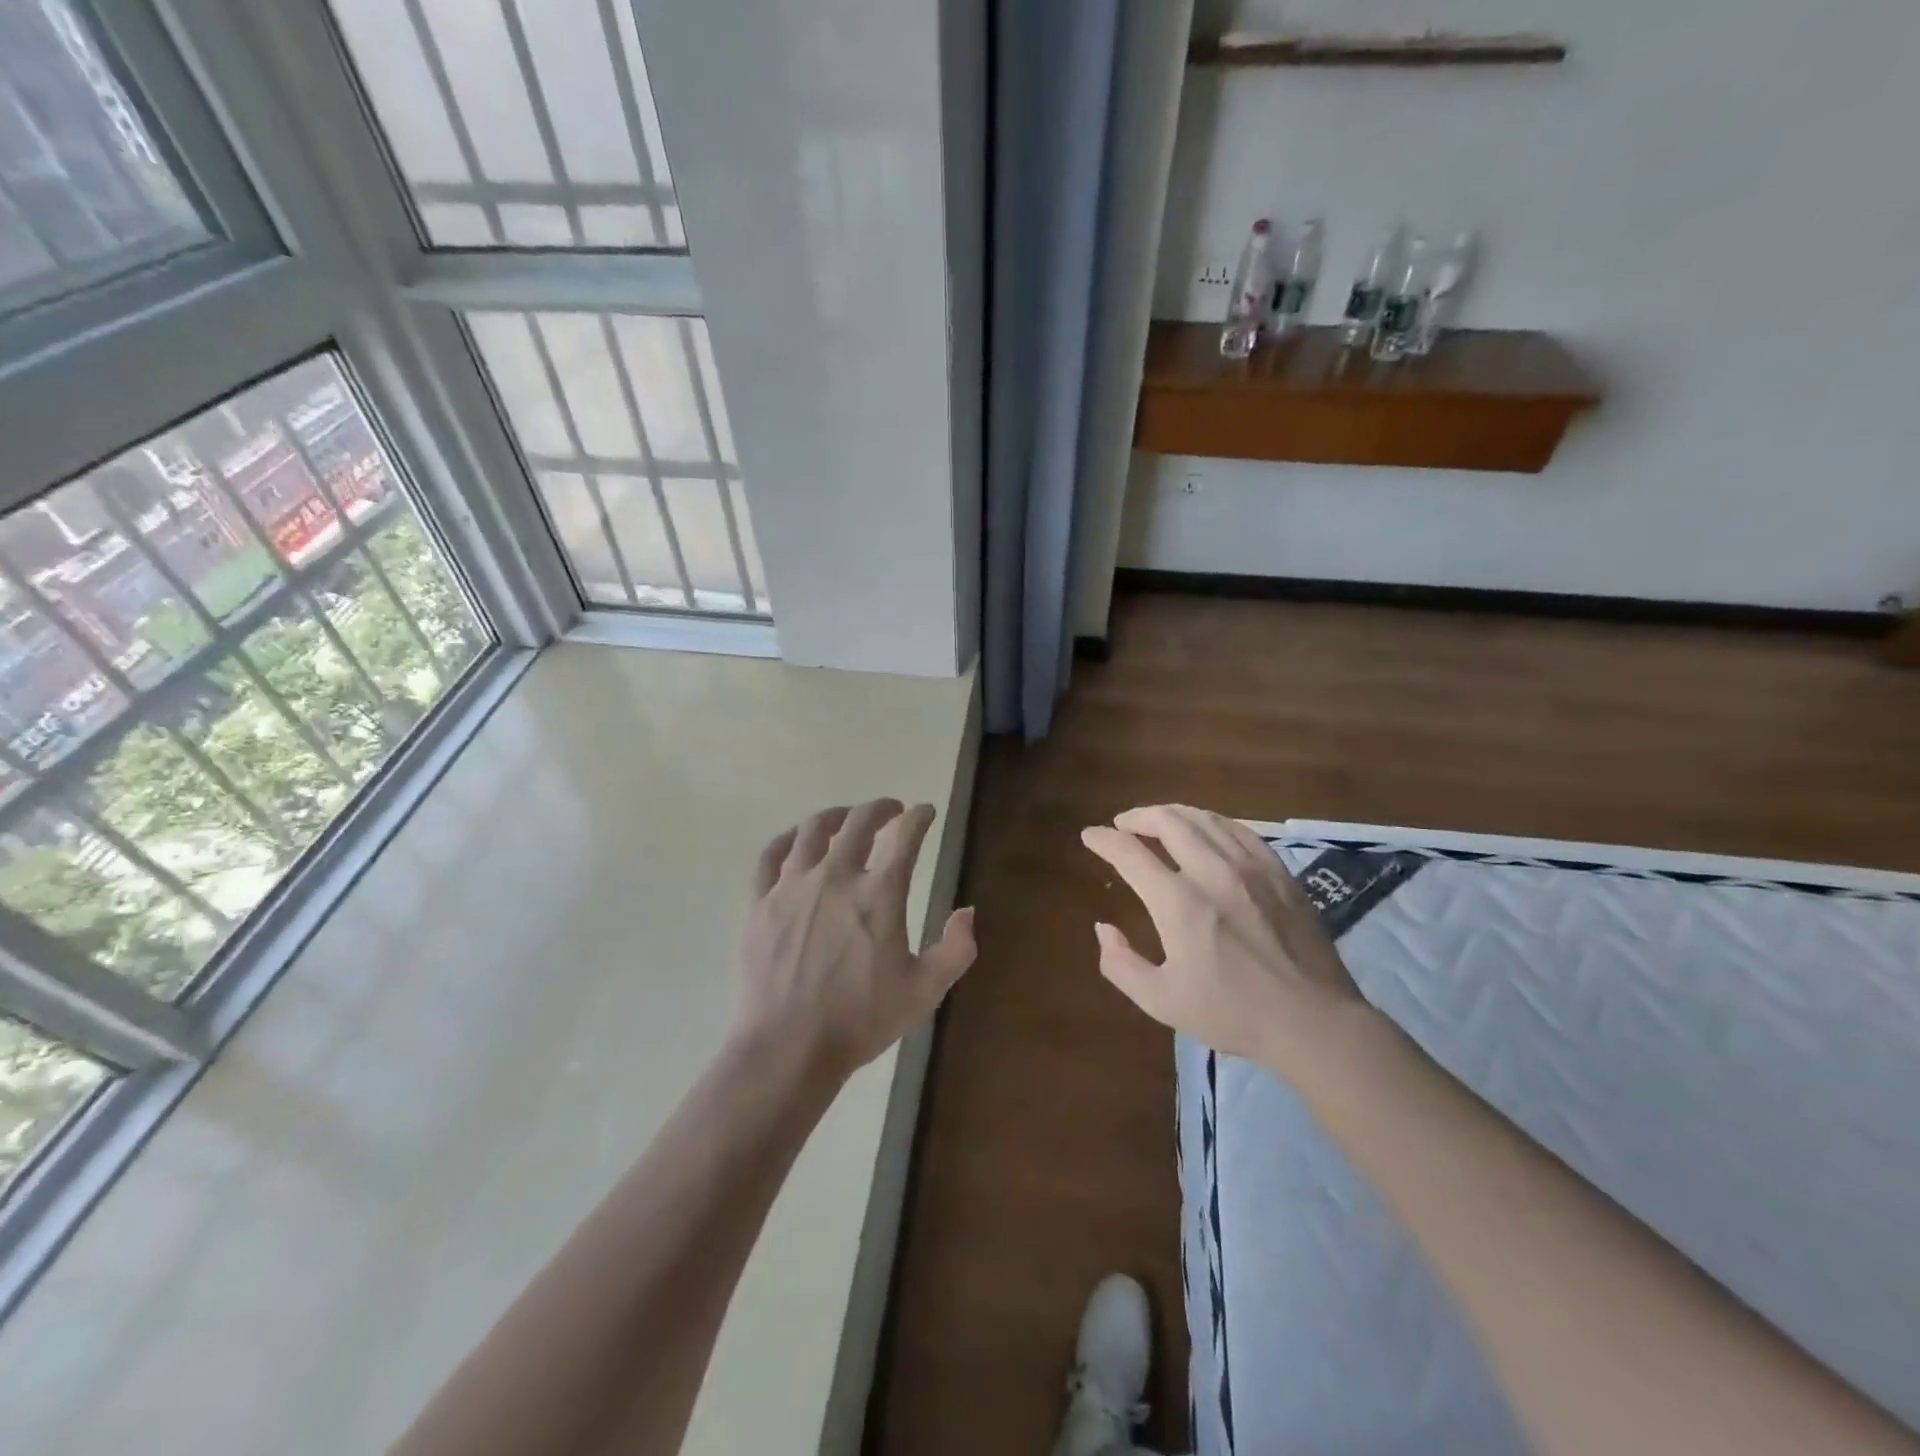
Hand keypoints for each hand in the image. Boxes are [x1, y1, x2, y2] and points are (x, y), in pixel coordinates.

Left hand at [737, 799, 975, 1083]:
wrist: (787, 1049)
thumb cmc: (860, 1020)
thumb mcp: (924, 991)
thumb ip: (956, 949)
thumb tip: (967, 911)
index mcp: (878, 894)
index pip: (905, 837)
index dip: (919, 818)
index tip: (925, 812)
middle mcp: (835, 877)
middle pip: (858, 822)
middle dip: (880, 808)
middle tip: (891, 811)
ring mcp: (792, 887)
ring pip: (813, 830)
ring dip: (836, 816)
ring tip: (846, 819)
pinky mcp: (760, 903)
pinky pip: (771, 856)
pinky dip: (789, 839)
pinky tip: (797, 841)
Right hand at [1081, 804, 1370, 1081]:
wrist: (1313, 1021)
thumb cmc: (1233, 1014)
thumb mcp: (1162, 1001)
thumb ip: (1120, 963)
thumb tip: (1103, 928)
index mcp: (1178, 903)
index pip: (1130, 853)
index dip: (1104, 840)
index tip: (1090, 836)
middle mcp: (1212, 872)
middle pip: (1168, 822)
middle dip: (1138, 817)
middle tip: (1124, 824)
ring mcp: (1250, 867)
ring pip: (1204, 819)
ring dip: (1173, 814)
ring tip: (1159, 821)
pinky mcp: (1279, 872)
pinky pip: (1240, 830)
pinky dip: (1213, 822)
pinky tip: (1207, 830)